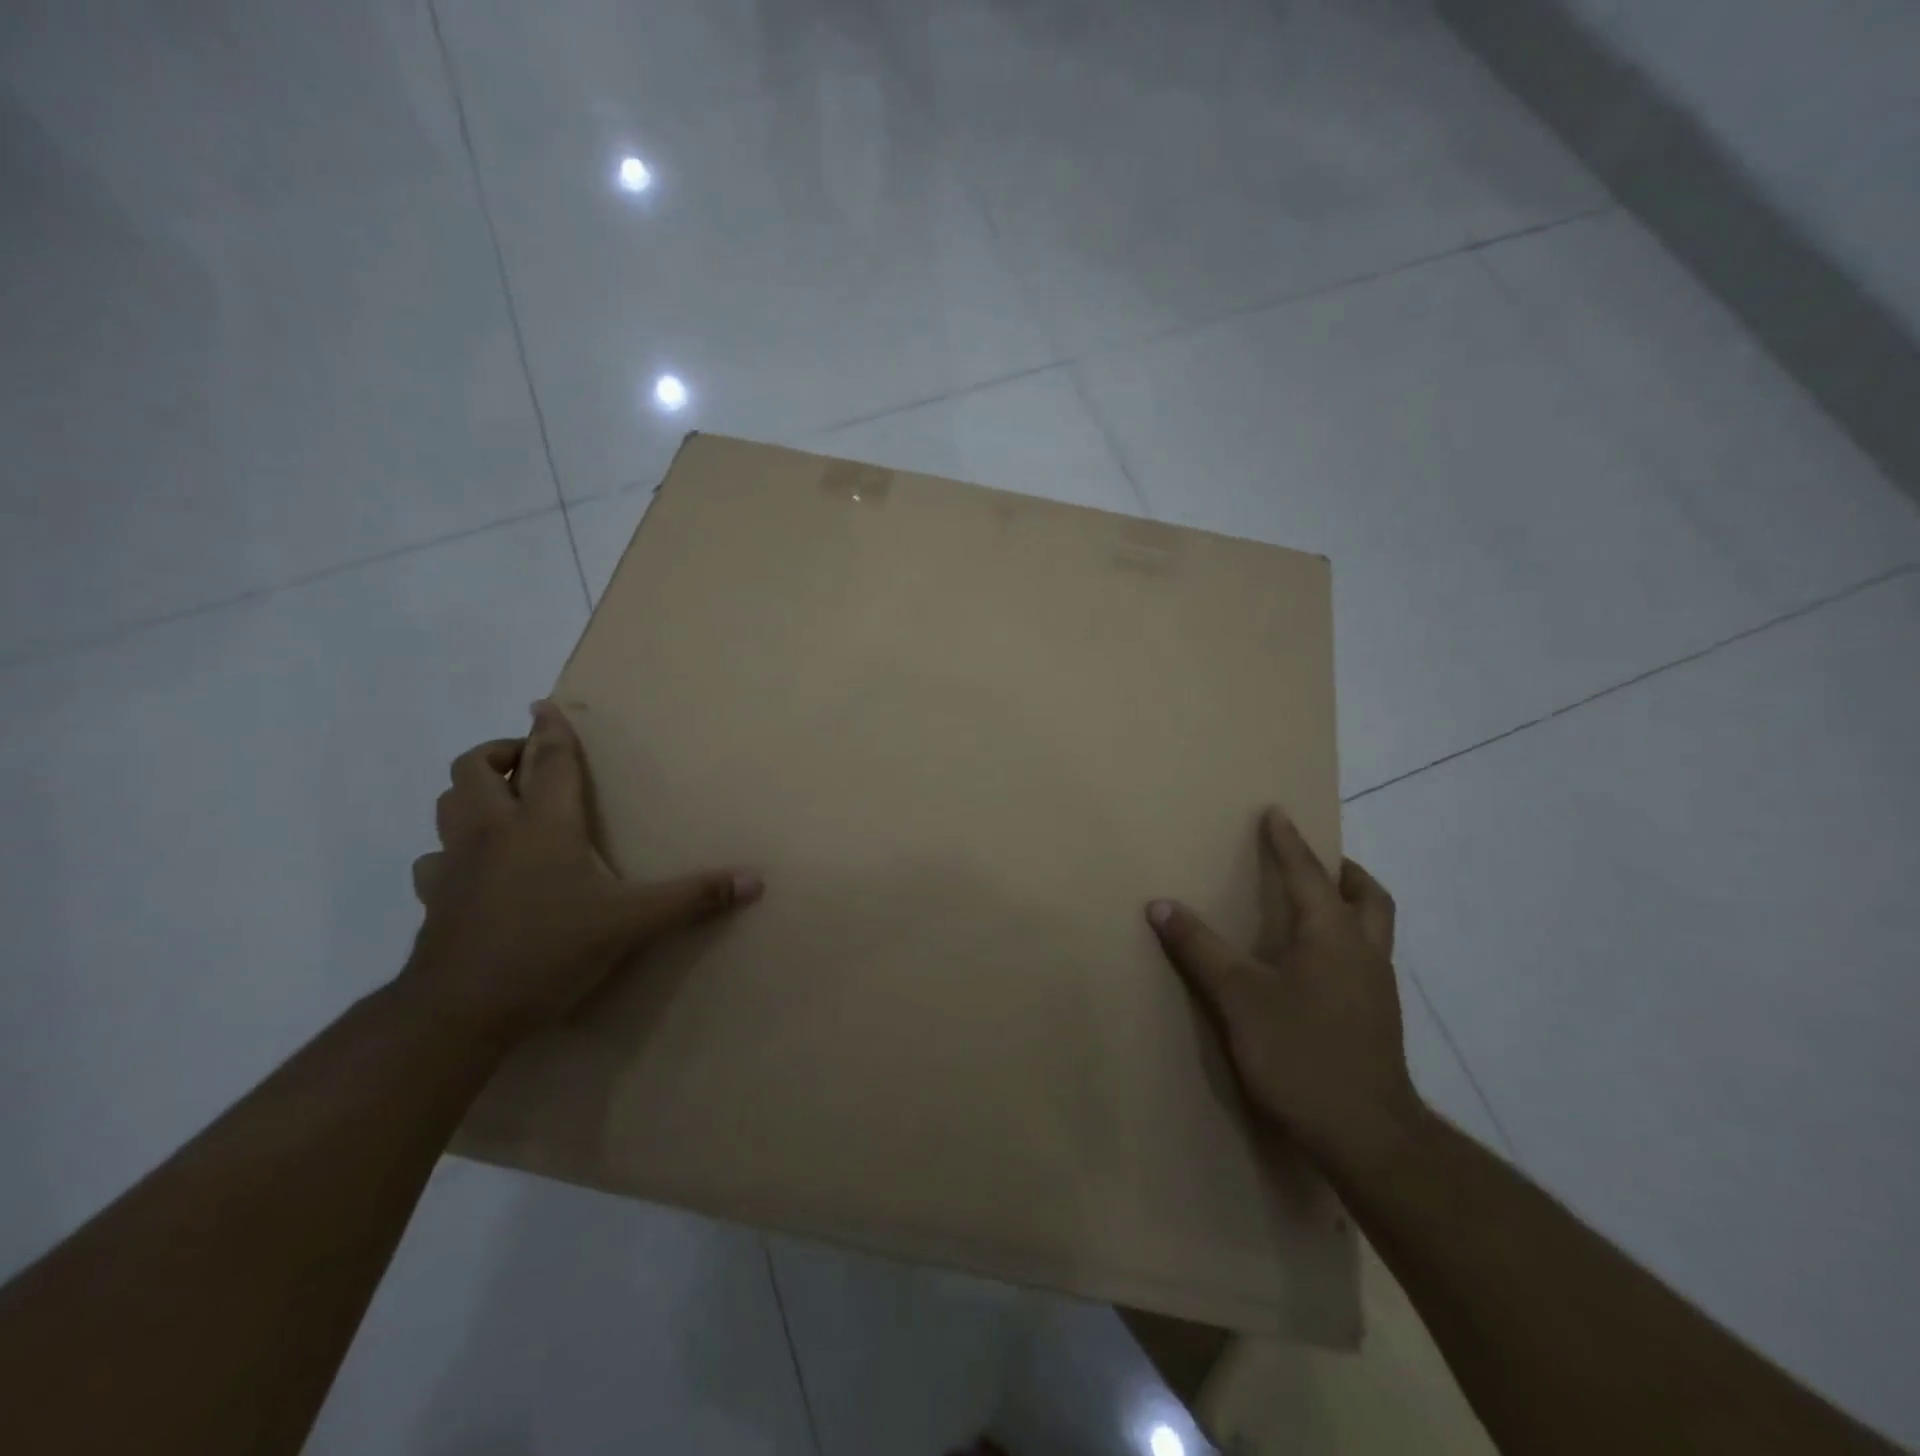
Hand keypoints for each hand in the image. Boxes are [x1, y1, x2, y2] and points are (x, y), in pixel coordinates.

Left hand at [402, 700, 762, 1041]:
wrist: (460, 1012)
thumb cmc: (550, 951)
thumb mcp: (633, 923)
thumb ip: (693, 897)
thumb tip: (755, 881)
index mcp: (541, 825)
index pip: (545, 760)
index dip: (548, 729)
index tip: (543, 705)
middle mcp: (492, 832)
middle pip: (474, 768)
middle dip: (500, 754)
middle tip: (530, 766)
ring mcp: (454, 864)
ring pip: (447, 804)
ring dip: (472, 792)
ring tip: (505, 805)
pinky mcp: (433, 898)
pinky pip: (434, 857)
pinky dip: (452, 849)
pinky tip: (476, 868)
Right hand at [1147, 808, 1420, 1169]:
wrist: (1368, 1137)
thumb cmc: (1301, 1053)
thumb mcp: (1238, 997)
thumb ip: (1200, 948)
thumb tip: (1160, 905)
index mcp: (1333, 936)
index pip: (1309, 874)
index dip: (1289, 842)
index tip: (1277, 813)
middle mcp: (1364, 953)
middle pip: (1369, 897)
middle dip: (1344, 872)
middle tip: (1317, 861)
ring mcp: (1378, 989)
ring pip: (1374, 930)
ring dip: (1351, 906)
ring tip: (1318, 906)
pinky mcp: (1378, 1020)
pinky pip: (1367, 960)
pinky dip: (1347, 943)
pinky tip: (1317, 967)